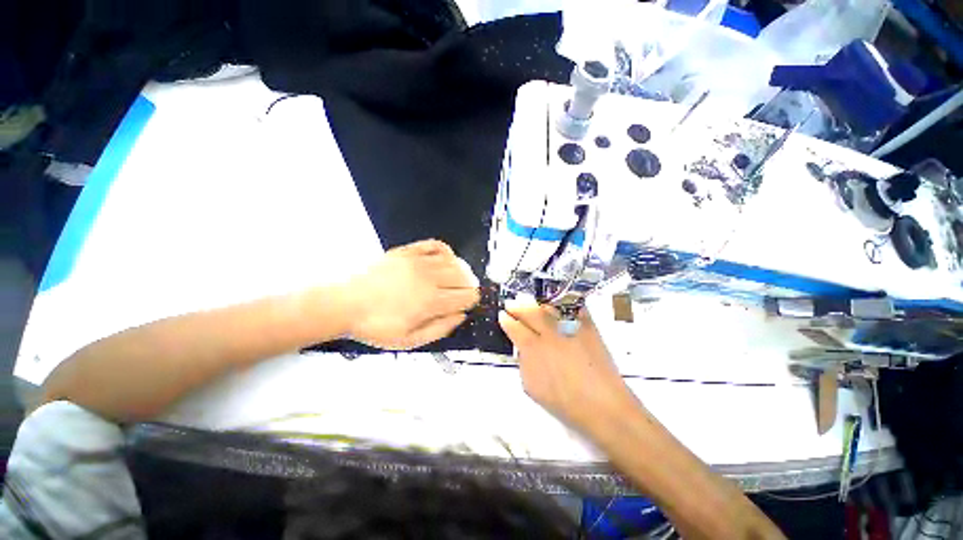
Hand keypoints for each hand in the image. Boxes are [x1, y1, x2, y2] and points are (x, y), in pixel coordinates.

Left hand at [345, 239, 479, 349]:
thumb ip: (440, 329)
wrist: (344, 303)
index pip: (468, 295)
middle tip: (461, 293)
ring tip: (454, 279)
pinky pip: (436, 245)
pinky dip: (445, 251)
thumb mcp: (409, 341)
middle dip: (468, 286)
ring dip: (460, 270)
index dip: (472, 301)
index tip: (466, 304)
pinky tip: (443, 260)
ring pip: (454, 261)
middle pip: (465, 276)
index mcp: (431, 301)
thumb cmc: (375, 326)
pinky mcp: (407, 251)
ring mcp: (418, 262)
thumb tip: (461, 316)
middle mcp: (429, 278)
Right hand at [498, 299, 636, 429]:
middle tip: (512, 303)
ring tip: (531, 304)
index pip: (515, 328)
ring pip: (550, 309)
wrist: (603, 407)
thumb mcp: (533, 388)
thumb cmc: (565, 404)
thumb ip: (524, 364)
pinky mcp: (589, 329)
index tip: (503, 315)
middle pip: (531, 313)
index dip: (507, 320)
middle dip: (519, 307)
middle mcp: (550, 334)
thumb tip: (522, 350)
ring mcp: (570, 329)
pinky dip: (566, 305)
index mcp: (533, 349)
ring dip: (538, 305)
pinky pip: (575, 309)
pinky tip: (559, 303)